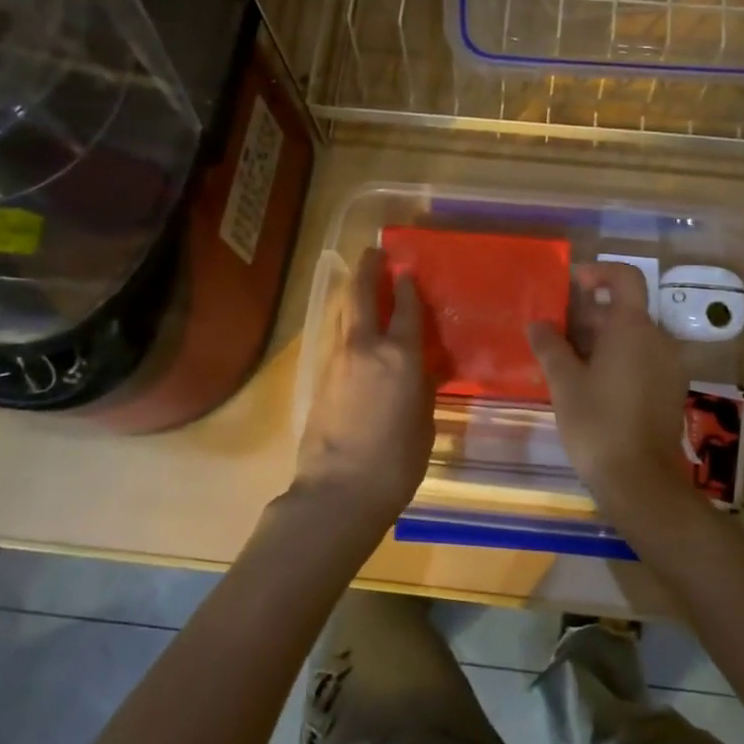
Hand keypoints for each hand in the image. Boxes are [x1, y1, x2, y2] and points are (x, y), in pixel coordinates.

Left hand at [292, 246, 433, 529]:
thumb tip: (420, 369)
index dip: (408, 287)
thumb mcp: (423, 422)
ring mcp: (338, 360)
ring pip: (343, 312)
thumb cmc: (396, 462)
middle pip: (362, 295)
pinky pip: (336, 336)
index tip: (407, 269)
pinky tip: (353, 326)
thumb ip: (422, 387)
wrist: (339, 491)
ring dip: (352, 291)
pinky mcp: (320, 377)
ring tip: (361, 280)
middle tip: (374, 253)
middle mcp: (366, 348)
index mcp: (400, 357)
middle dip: (368, 269)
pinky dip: (345, 321)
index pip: (407, 309)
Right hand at [527, 262, 703, 540]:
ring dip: (600, 339)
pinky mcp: (670, 390)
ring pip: (632, 337)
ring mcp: (669, 366)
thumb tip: (538, 324)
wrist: (641, 482)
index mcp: (633, 328)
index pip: (625, 277)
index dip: (599, 272)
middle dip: (589, 314)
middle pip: (624, 309)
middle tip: (555, 334)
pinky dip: (617, 359)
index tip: (571, 284)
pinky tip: (589, 385)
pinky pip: (642, 359)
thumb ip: (550, 346)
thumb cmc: (598, 424)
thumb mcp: (564, 382)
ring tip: (566, 363)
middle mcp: (658, 339)